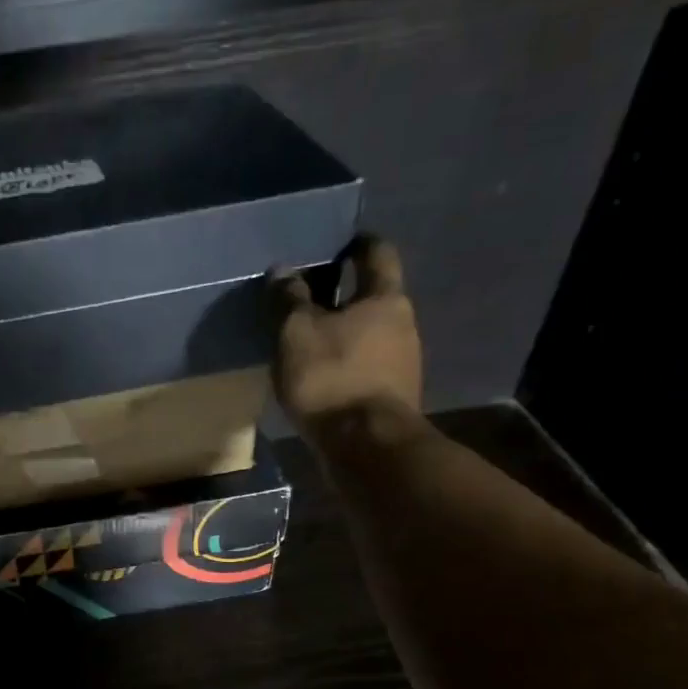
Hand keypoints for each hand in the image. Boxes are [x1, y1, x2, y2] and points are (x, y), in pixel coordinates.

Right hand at [272, 236, 423, 432]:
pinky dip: (346, 364)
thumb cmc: (332, 377)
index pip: (378, 255)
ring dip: (344, 334)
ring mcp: (403, 365)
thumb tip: (283, 271)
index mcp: (386, 299)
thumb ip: (289, 300)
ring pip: (370, 336)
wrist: (365, 446)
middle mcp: (404, 326)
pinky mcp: (391, 397)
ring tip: (309, 340)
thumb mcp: (297, 333)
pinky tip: (322, 375)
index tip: (342, 242)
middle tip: (311, 295)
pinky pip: (366, 368)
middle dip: (346, 295)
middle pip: (375, 298)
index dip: (360, 244)